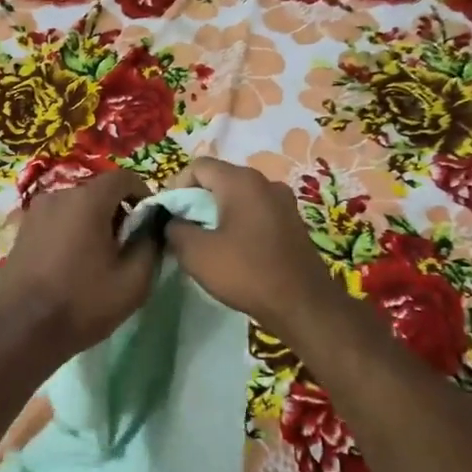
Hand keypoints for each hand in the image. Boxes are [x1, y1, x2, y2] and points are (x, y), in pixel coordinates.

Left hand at [0, 169, 159, 359]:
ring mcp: (35, 212)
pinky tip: (72, 264)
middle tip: (126, 246)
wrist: (20, 331)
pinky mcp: (21, 231)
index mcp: (87, 200)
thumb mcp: (133, 281)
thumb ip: (150, 245)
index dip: (143, 194)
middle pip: (98, 192)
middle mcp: (58, 195)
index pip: (124, 177)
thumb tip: (152, 227)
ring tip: (99, 258)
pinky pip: (57, 221)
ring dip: (93, 223)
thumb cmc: (82, 303)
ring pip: (76, 207)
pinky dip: (71, 232)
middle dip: (118, 212)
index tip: (150, 222)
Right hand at [164, 158, 348, 334]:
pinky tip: (233, 251)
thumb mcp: (196, 253)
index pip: (198, 166)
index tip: (168, 215)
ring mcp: (283, 202)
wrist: (303, 305)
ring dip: (217, 214)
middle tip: (183, 230)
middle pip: (219, 179)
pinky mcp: (292, 222)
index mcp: (242, 181)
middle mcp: (265, 182)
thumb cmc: (247, 273)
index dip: (176, 186)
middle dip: (196, 201)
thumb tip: (172, 221)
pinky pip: (256, 212)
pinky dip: (238, 223)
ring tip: (206, 242)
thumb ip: (175, 229)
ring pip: (238, 197)